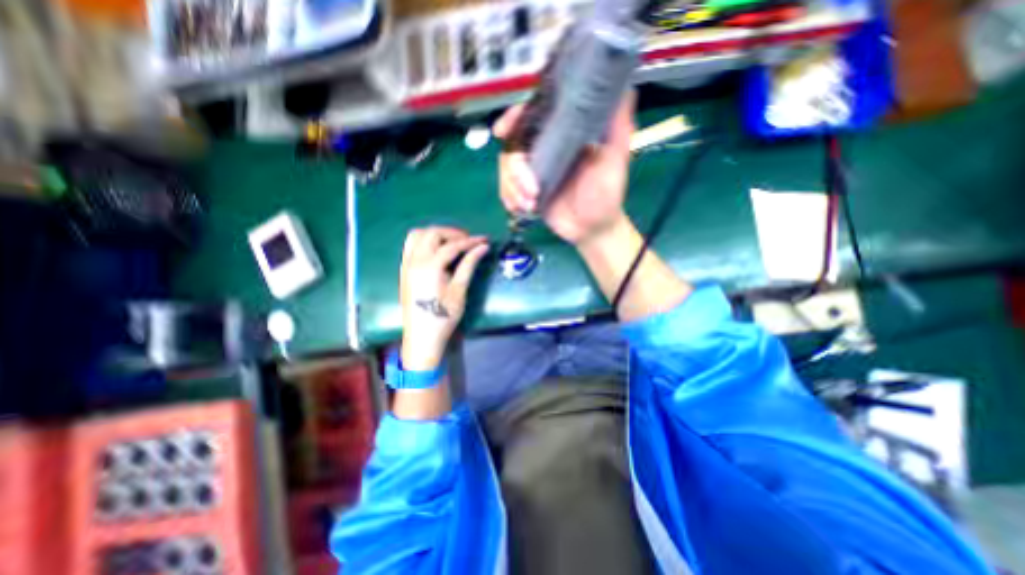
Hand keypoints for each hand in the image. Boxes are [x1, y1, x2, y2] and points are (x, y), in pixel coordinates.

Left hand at [397, 227, 489, 370]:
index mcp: (429, 267)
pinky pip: (411, 245)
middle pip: (432, 233)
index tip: (484, 240)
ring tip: (452, 243)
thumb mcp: (459, 290)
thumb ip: (469, 265)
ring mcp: (406, 264)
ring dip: (436, 234)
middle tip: (468, 241)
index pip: (452, 246)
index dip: (470, 241)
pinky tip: (436, 250)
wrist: (422, 336)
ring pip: (418, 235)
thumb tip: (482, 247)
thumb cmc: (443, 316)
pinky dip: (424, 241)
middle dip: (452, 233)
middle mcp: (414, 261)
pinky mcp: (404, 270)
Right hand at [495, 92, 637, 245]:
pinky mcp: (527, 192)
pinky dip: (510, 198)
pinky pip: (507, 190)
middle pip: (512, 146)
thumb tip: (625, 89)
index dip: (513, 119)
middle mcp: (545, 151)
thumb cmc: (607, 194)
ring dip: (513, 188)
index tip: (503, 130)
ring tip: (531, 203)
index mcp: (562, 138)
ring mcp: (534, 173)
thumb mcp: (616, 158)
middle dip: (514, 169)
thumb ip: (618, 127)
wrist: (593, 229)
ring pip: (506, 170)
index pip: (531, 118)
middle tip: (530, 188)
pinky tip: (522, 207)